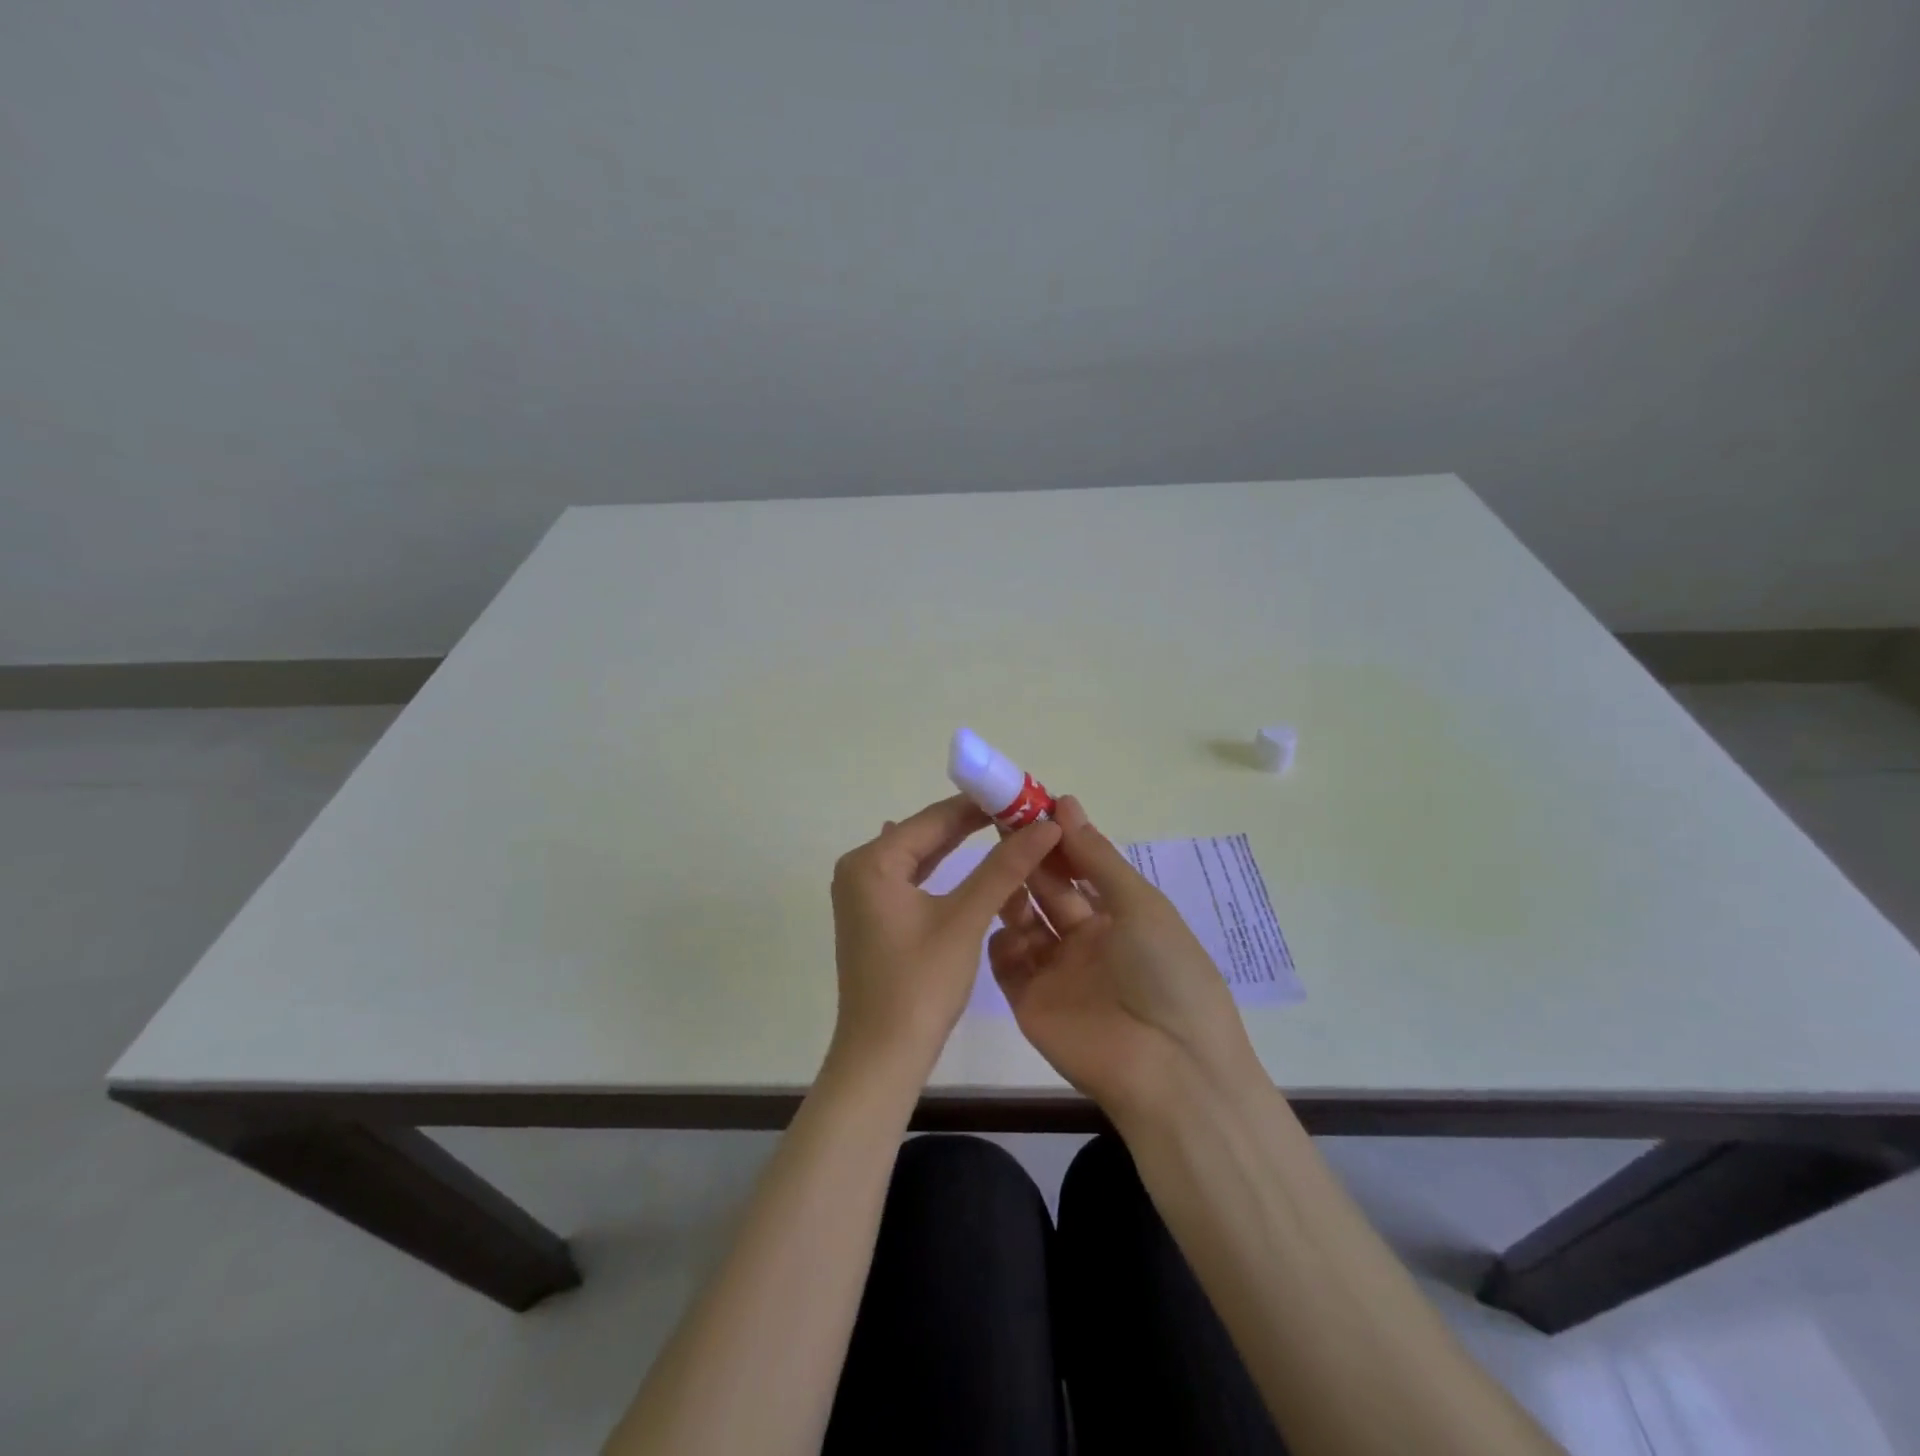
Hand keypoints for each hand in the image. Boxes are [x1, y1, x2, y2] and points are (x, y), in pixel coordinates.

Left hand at [829, 795, 1061, 1081]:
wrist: (882, 1057)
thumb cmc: (921, 985)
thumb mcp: (965, 919)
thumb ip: (1003, 867)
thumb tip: (1046, 825)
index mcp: (871, 861)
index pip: (934, 817)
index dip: (981, 803)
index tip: (1023, 793)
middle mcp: (860, 868)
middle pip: (925, 833)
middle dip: (973, 823)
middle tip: (1023, 812)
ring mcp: (863, 894)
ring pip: (921, 856)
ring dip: (961, 845)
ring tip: (1008, 829)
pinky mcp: (874, 916)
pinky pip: (913, 879)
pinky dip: (944, 870)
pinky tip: (966, 858)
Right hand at [988, 796, 1263, 1118]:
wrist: (1168, 1068)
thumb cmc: (1165, 973)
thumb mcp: (1139, 905)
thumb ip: (1096, 857)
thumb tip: (1065, 803)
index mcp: (1119, 916)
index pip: (1080, 867)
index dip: (1057, 837)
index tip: (1029, 804)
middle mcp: (1085, 940)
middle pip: (1049, 889)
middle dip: (1030, 856)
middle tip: (1000, 821)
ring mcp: (1055, 971)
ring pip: (1023, 921)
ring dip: (1011, 891)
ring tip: (995, 862)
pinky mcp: (1029, 1002)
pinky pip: (1006, 963)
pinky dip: (998, 940)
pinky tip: (993, 919)